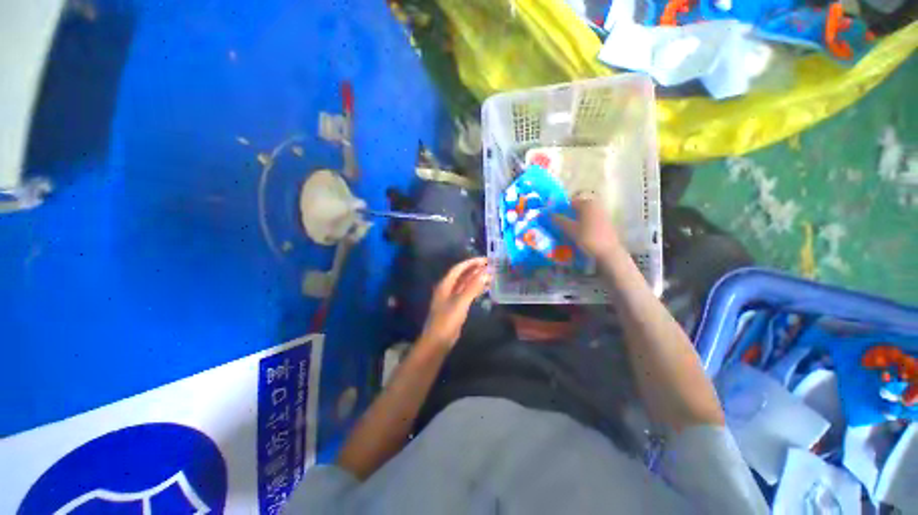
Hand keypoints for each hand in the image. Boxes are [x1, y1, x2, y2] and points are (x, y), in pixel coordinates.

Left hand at [419, 257, 490, 349]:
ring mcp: (452, 298)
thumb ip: (472, 288)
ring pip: (466, 284)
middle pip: (462, 275)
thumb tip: (485, 273)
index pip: (458, 268)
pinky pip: (467, 293)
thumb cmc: (447, 320)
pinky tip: (485, 289)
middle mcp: (448, 289)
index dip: (471, 262)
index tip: (485, 259)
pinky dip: (476, 289)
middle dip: (475, 270)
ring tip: (491, 276)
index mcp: (445, 285)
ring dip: (477, 279)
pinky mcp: (456, 306)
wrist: (438, 341)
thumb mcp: (460, 302)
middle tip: (490, 266)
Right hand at [553, 198, 622, 259]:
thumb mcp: (571, 229)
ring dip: (576, 220)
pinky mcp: (606, 223)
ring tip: (569, 230)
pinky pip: (591, 220)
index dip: (562, 209)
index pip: (571, 202)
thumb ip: (559, 220)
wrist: (608, 252)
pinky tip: (580, 233)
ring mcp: (603, 214)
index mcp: (588, 204)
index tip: (555, 218)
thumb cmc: (588, 239)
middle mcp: (596, 206)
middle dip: (570, 215)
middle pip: (579, 208)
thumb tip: (548, 213)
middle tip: (561, 225)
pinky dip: (584, 224)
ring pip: (585, 214)